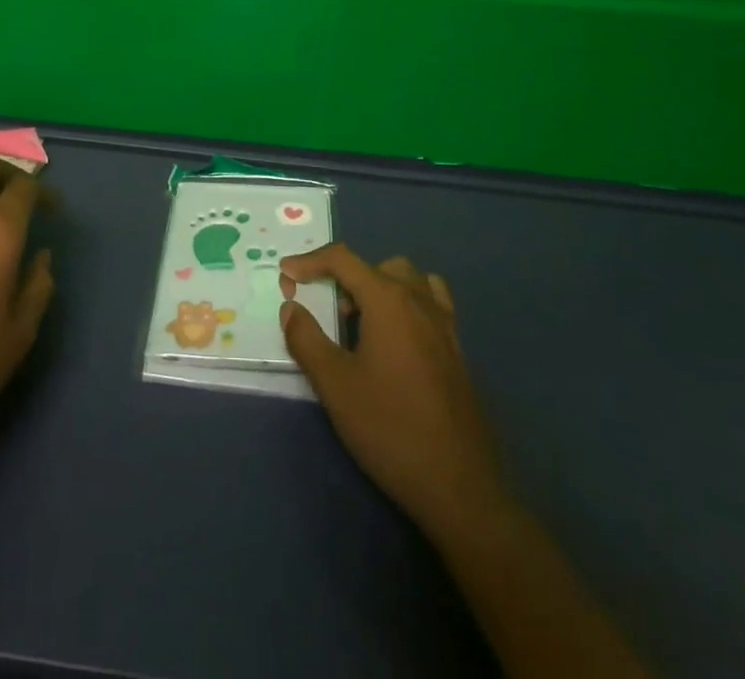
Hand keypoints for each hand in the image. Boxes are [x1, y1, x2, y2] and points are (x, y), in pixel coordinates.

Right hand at [280, 244, 505, 540]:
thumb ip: (307, 339)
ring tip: (362, 324)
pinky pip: (432, 303)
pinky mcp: (458, 350)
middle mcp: (419, 300)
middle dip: (347, 277)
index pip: (343, 259)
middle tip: (330, 312)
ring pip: (410, 280)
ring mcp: (444, 324)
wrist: (458, 484)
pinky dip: (408, 304)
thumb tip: (291, 307)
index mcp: (388, 300)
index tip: (286, 274)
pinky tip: (397, 340)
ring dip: (381, 287)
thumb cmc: (389, 428)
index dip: (310, 261)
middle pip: (378, 266)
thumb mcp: (335, 385)